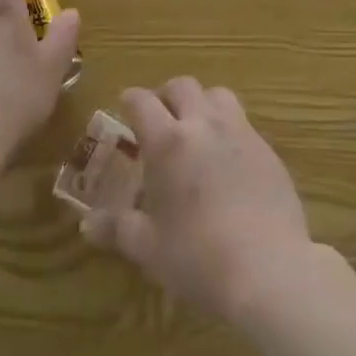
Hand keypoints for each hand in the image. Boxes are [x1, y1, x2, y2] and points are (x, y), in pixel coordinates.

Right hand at [82, 78, 312, 321]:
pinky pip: (243, 121)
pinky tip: (227, 158)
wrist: (268, 269)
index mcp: (168, 141)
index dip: (130, 100)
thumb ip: (118, 228)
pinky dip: (228, 127)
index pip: (142, 101)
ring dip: (201, 103)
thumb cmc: (198, 258)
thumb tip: (86, 224)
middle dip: (166, 95)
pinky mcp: (267, 148)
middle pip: (182, 85)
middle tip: (160, 118)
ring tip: (196, 129)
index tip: (124, 108)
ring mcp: (240, 131)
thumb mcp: (149, 248)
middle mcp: (203, 124)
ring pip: (217, 94)